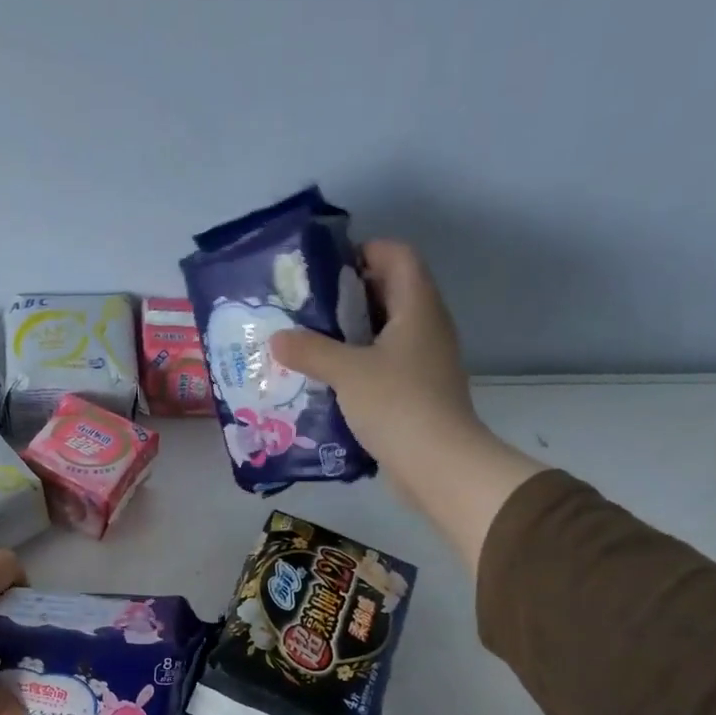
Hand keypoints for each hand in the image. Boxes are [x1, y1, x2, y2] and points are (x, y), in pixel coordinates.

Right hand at [271, 239, 545, 568]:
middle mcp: (426, 327)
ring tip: (308, 343)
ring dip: (350, 334)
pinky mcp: (416, 392)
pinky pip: (384, 365)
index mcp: (417, 307)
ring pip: (384, 332)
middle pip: (389, 292)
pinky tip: (327, 381)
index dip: (365, 251)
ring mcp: (424, 362)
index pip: (398, 256)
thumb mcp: (347, 372)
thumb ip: (310, 351)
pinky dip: (358, 365)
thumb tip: (277, 338)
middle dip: (348, 295)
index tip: (325, 268)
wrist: (438, 463)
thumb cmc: (397, 404)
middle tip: (306, 307)